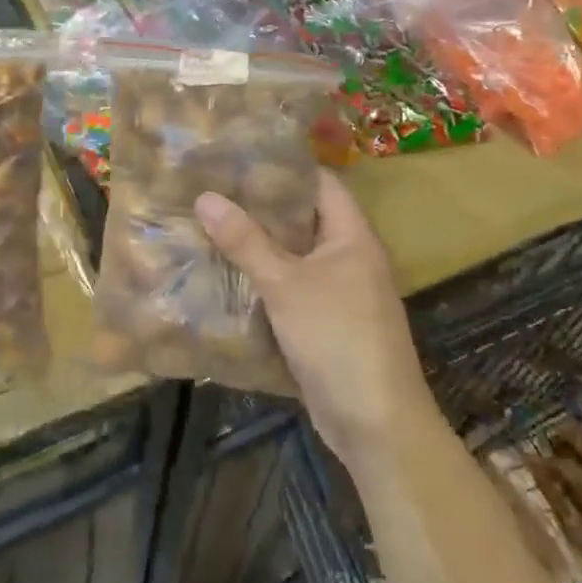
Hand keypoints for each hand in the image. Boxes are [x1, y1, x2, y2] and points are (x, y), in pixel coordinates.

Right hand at [197, 172, 442, 476]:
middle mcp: (351, 257)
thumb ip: (245, 241)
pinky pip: (294, 288)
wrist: (376, 424)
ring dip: (261, 246)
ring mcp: (342, 293)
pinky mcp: (328, 324)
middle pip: (304, 218)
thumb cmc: (337, 338)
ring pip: (296, 256)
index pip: (320, 183)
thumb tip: (205, 196)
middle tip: (216, 191)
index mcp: (353, 236)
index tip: (241, 158)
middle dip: (263, 207)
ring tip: (214, 225)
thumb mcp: (285, 284)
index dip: (285, 167)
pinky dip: (266, 280)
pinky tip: (229, 276)